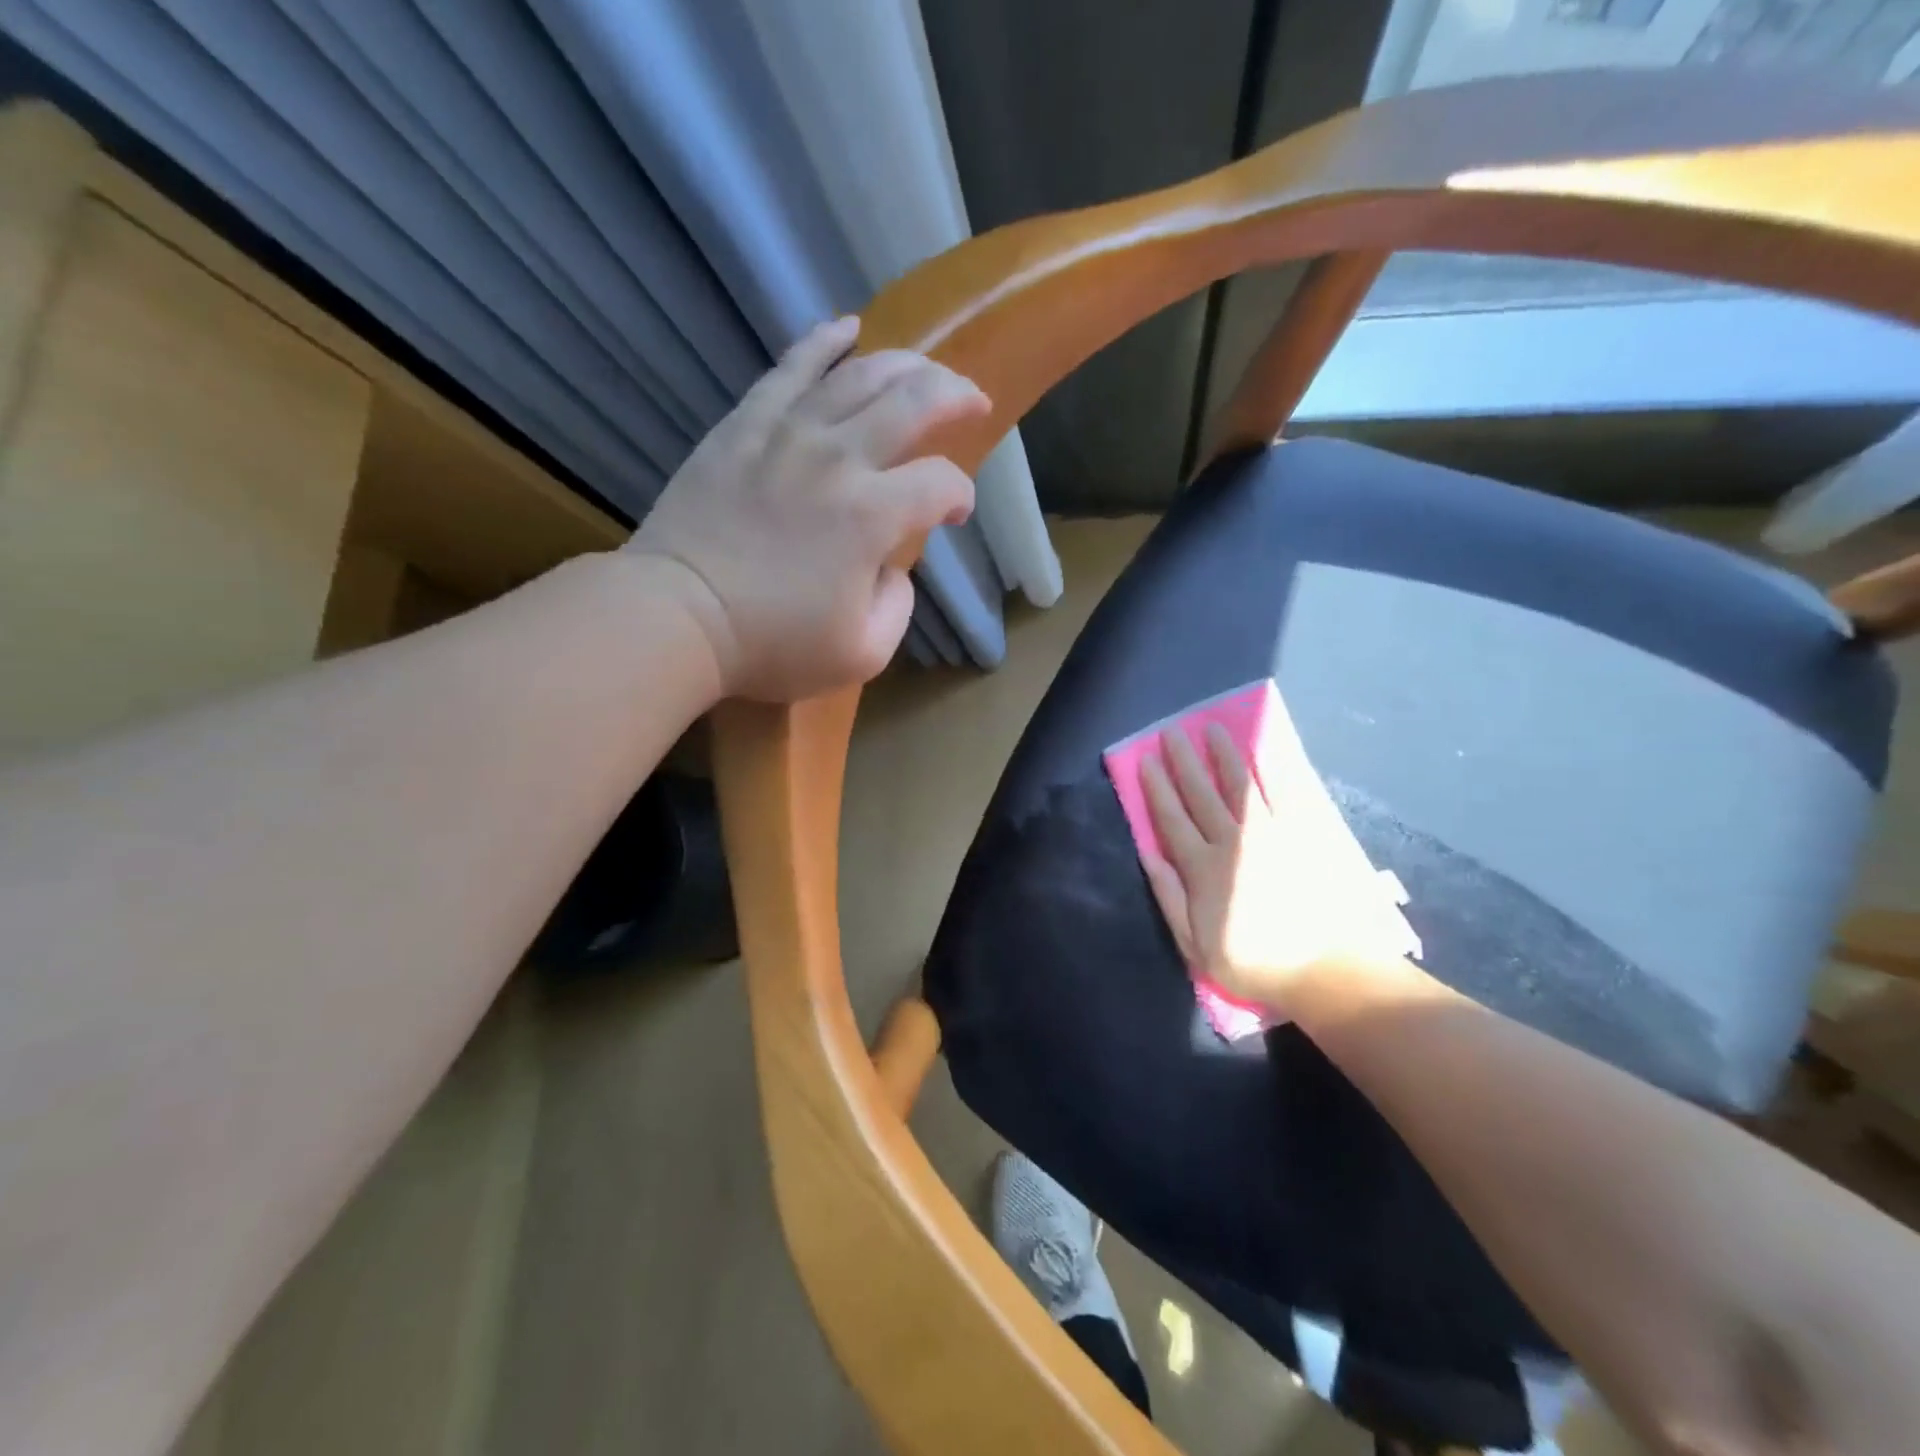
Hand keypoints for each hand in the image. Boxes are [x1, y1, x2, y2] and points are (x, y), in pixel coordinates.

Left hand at [627, 315, 990, 701]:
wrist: (678, 615)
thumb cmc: (772, 644)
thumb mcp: (862, 653)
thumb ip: (898, 606)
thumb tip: (892, 566)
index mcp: (873, 515)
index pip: (940, 482)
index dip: (960, 495)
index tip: (955, 513)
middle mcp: (840, 458)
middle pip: (914, 401)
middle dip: (956, 397)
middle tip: (973, 402)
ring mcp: (789, 432)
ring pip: (861, 374)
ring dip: (906, 364)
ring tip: (927, 368)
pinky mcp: (746, 424)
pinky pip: (792, 367)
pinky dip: (825, 342)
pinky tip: (850, 329)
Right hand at [1139, 722, 1416, 1009]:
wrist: (1325, 970)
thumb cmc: (1252, 962)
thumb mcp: (1195, 944)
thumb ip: (1169, 896)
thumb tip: (1149, 854)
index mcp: (1202, 868)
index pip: (1172, 818)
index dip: (1156, 788)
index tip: (1145, 760)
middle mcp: (1232, 841)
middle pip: (1201, 794)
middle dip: (1183, 761)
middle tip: (1171, 731)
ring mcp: (1270, 834)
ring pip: (1240, 785)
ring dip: (1223, 755)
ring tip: (1212, 729)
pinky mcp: (1301, 835)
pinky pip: (1282, 795)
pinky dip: (1270, 771)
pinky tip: (1262, 752)